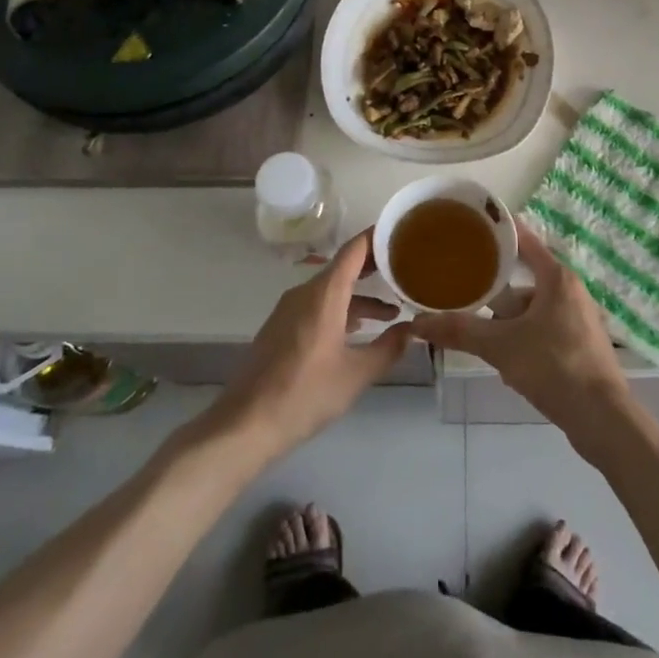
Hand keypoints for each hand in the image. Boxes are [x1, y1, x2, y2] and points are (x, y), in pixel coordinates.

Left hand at [210, 231, 408, 458]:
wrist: (245, 424)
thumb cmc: (305, 394)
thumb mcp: (356, 374)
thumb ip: (389, 348)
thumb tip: (413, 329)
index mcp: (324, 294)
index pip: (354, 250)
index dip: (378, 237)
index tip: (402, 233)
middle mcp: (305, 293)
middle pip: (343, 267)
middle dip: (374, 267)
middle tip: (406, 269)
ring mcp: (289, 310)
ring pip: (331, 290)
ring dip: (359, 297)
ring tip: (390, 313)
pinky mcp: (281, 328)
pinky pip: (317, 305)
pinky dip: (341, 310)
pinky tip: (356, 332)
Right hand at [409, 224, 637, 457]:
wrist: (601, 419)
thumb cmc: (554, 367)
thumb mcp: (500, 346)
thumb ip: (460, 331)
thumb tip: (418, 322)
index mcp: (556, 277)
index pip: (524, 240)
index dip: (498, 231)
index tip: (471, 225)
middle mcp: (571, 290)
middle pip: (525, 277)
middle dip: (496, 285)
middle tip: (463, 284)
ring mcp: (579, 318)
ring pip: (533, 307)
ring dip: (508, 318)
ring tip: (479, 329)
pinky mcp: (581, 345)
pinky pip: (544, 329)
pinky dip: (524, 336)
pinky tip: (506, 359)